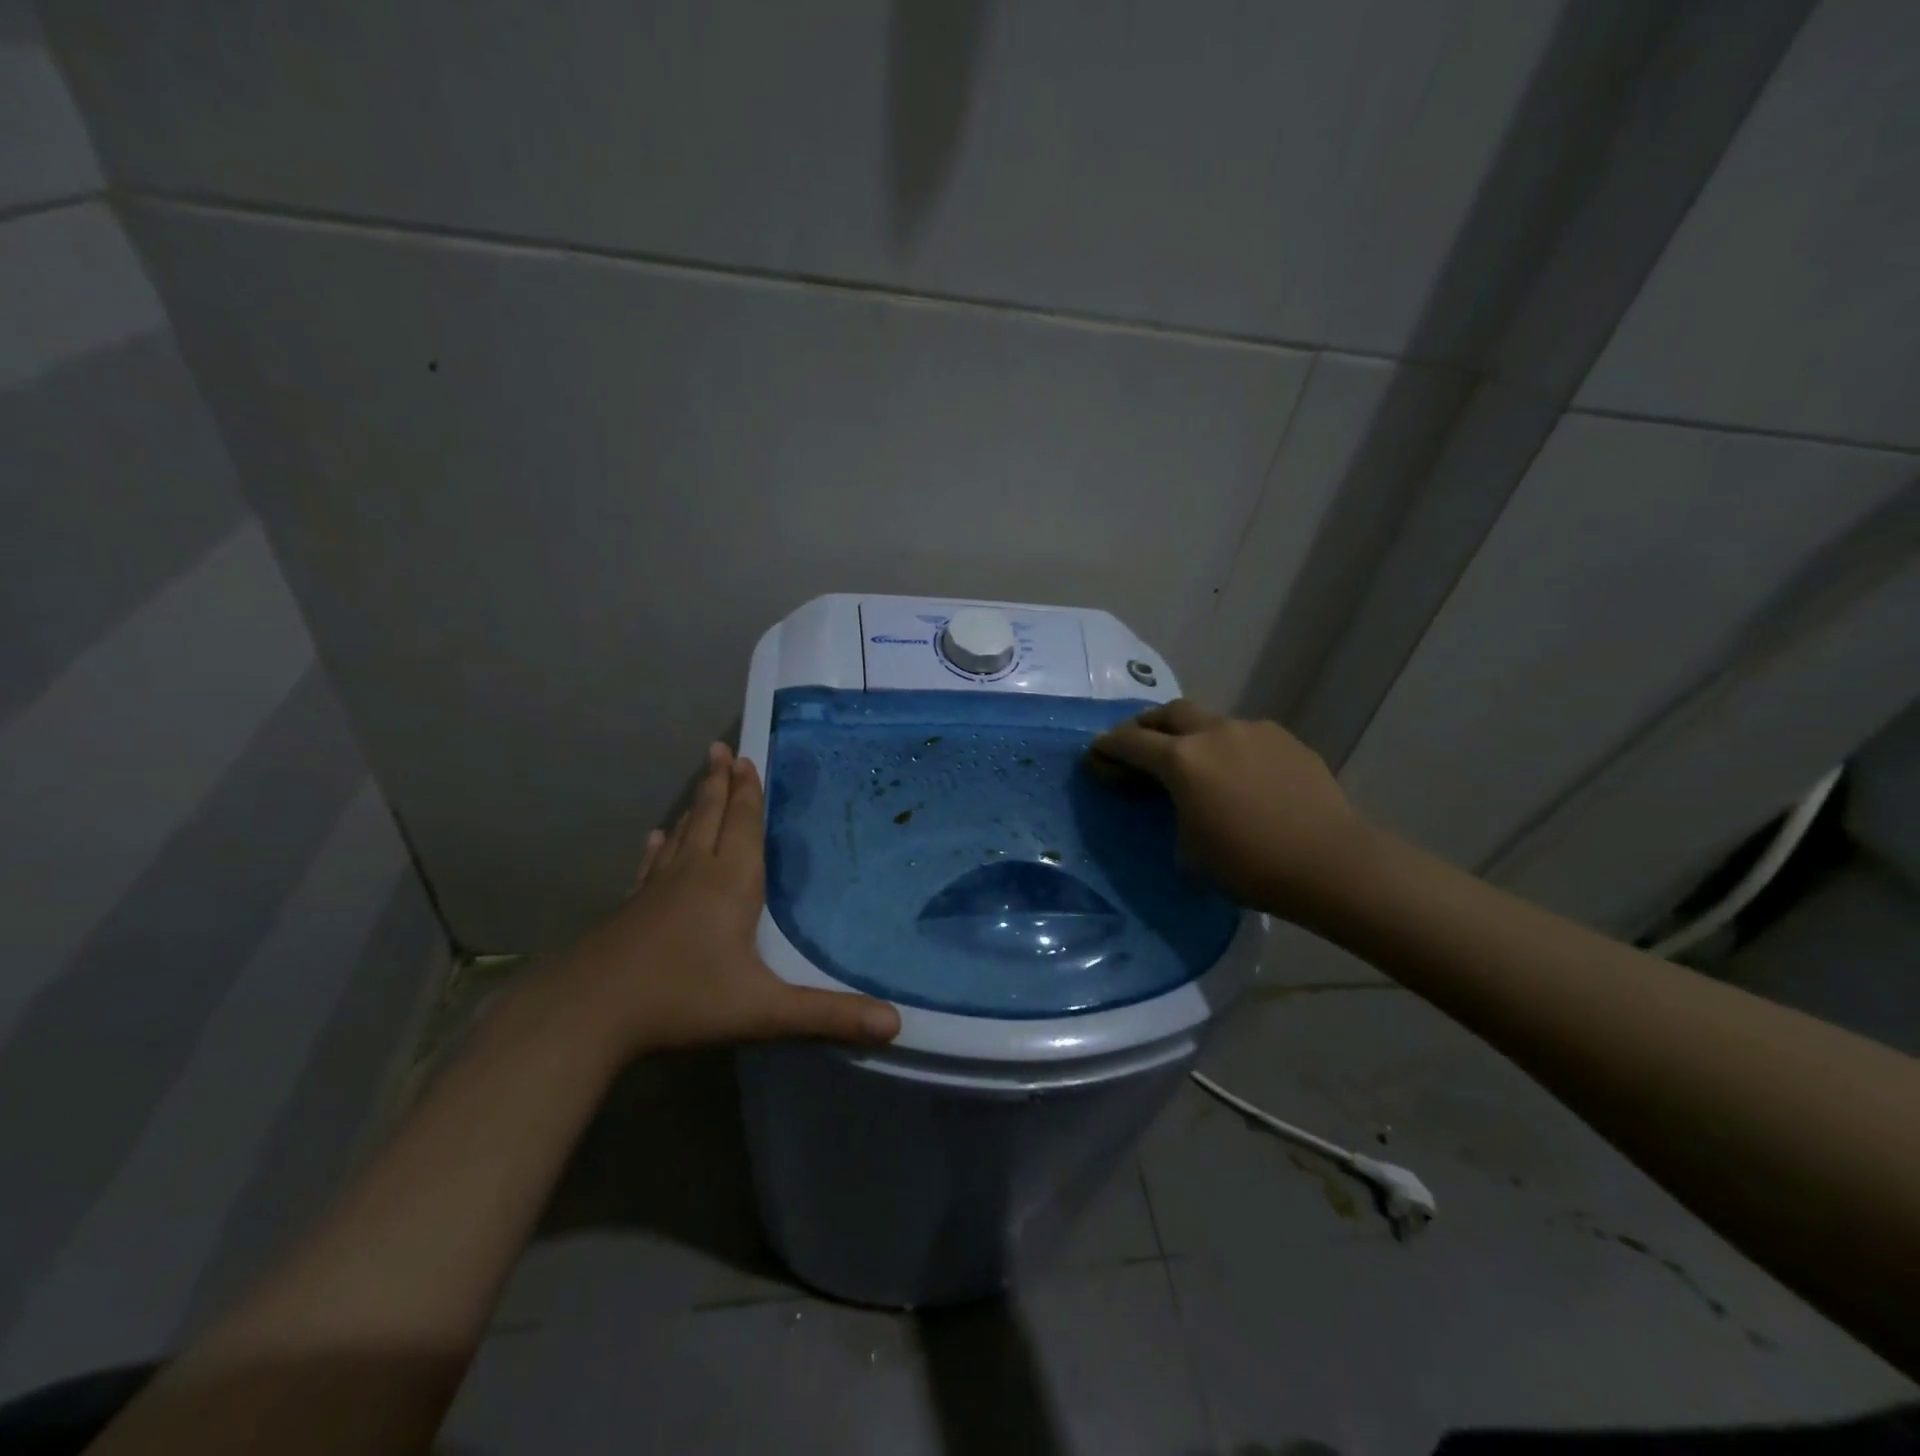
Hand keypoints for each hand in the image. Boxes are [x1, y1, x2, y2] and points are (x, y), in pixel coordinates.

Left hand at [558, 742, 900, 1055]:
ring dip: (695, 805)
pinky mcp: (632, 909)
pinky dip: (658, 848)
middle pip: (711, 817)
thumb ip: (829, 1014)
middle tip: (720, 749)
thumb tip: (896, 1024)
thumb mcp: (765, 1010)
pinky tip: (654, 839)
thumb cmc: (683, 1000)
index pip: (744, 825)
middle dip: (720, 784)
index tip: (745, 757)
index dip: (748, 792)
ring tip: (701, 779)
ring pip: (682, 835)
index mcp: (730, 883)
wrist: (589, 1014)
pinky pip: (651, 867)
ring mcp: (658, 890)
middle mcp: (694, 874)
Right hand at [1089, 701, 1374, 919]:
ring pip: (1210, 721)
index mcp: (1182, 760)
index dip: (1108, 746)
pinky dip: (1230, 748)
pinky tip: (1240, 774)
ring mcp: (1254, 731)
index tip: (1096, 751)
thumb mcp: (1188, 852)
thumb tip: (1181, 806)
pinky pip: (1246, 736)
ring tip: (1194, 761)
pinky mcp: (1286, 740)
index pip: (1131, 743)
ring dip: (1192, 735)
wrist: (1329, 863)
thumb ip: (1173, 817)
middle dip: (1147, 725)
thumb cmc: (1247, 865)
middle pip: (1169, 713)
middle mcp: (1214, 733)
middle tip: (1138, 743)